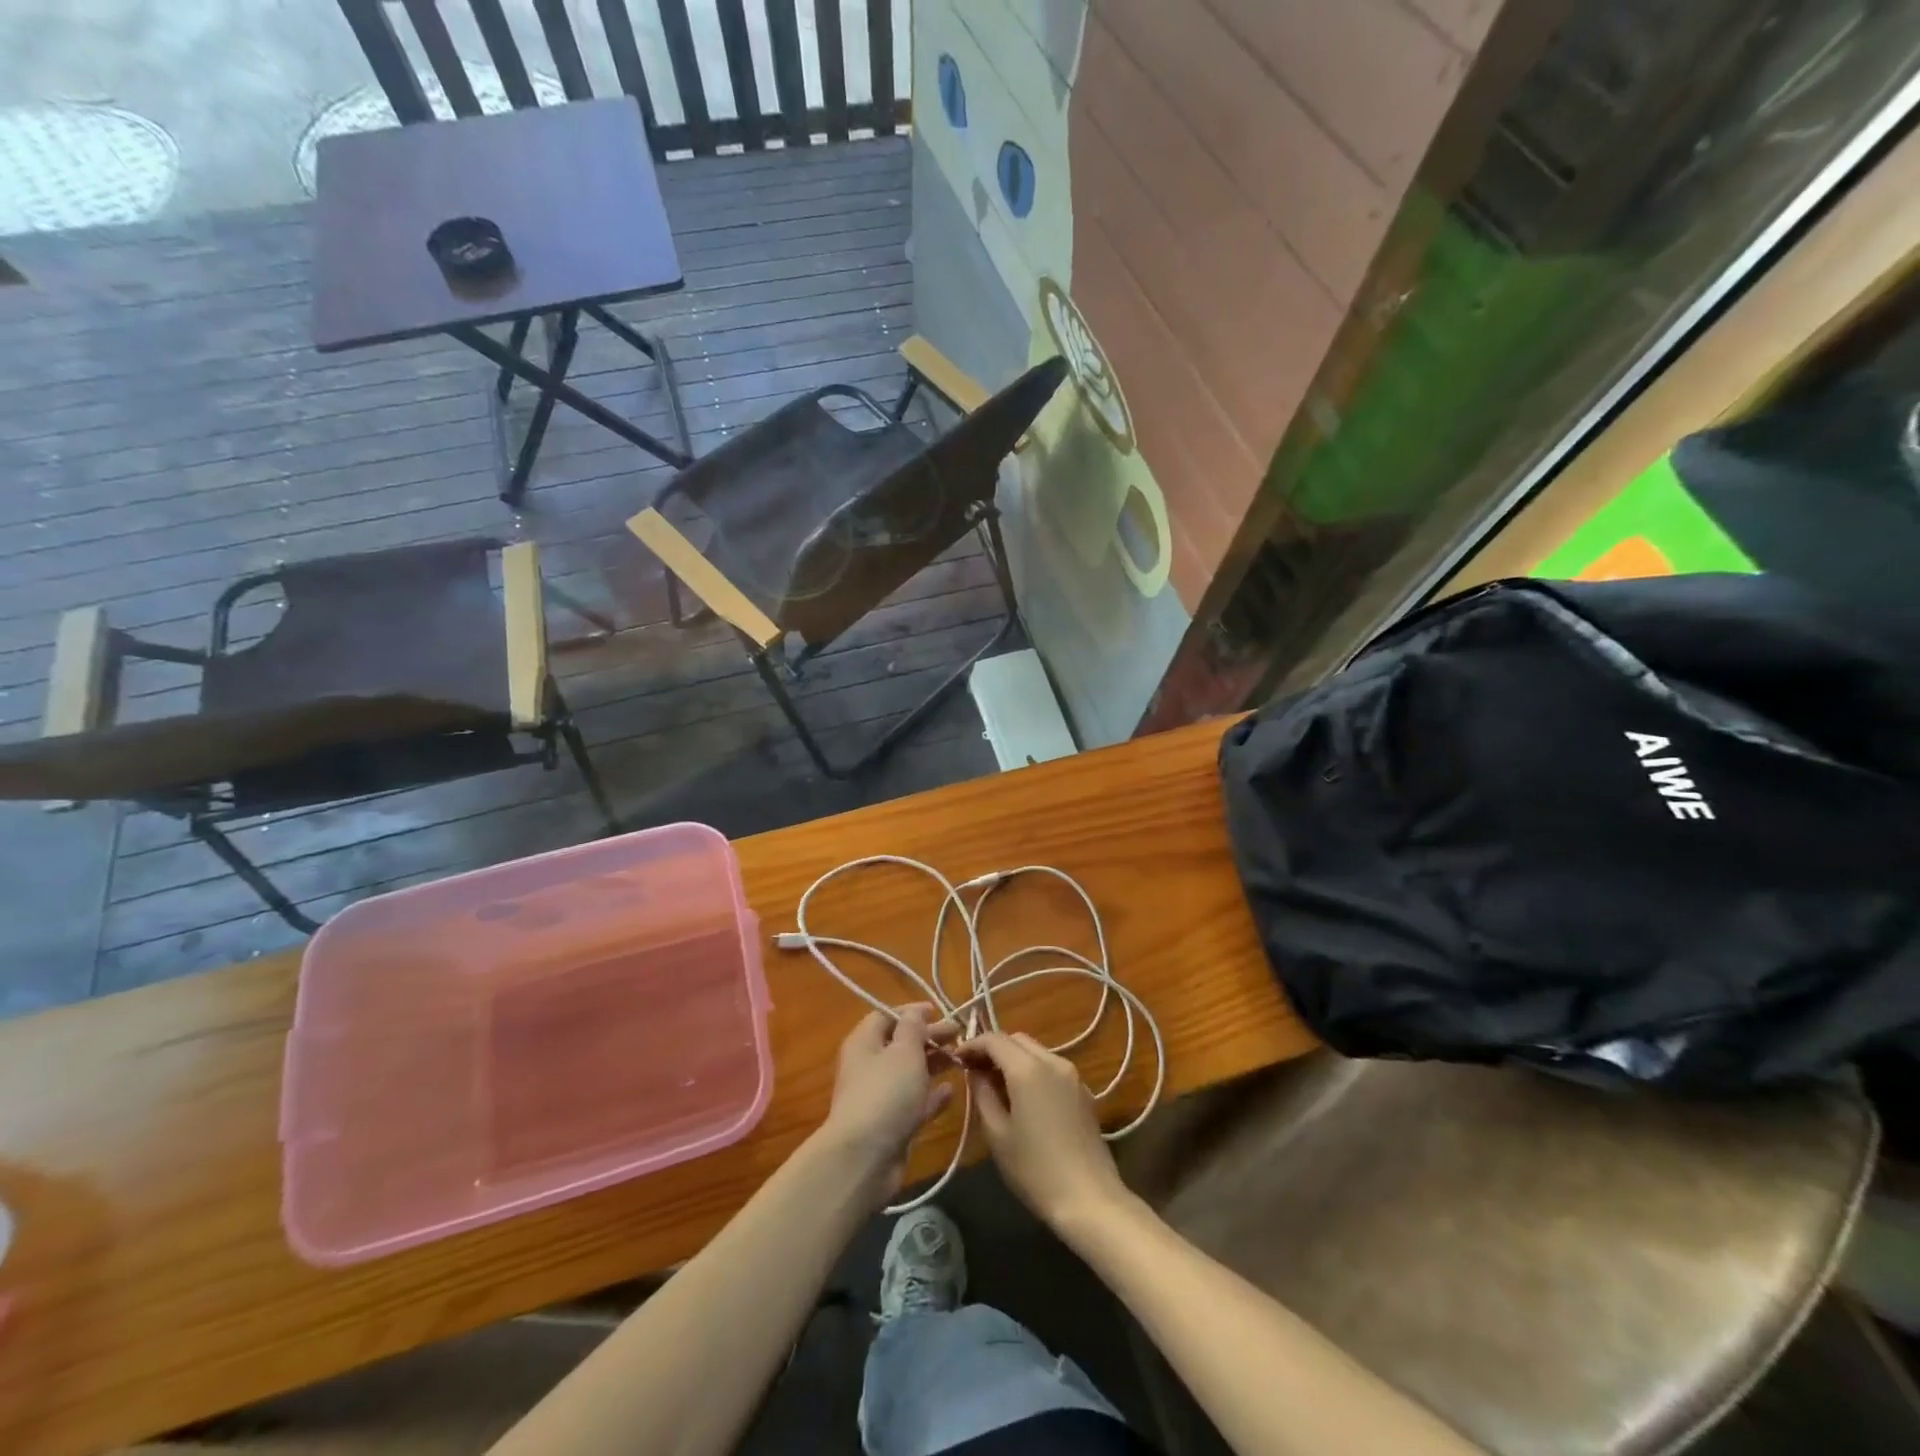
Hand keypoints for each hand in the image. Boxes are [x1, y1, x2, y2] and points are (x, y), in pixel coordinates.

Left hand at [818, 1005, 956, 1200]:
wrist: (865, 1158)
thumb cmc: (885, 1093)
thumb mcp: (903, 1051)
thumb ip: (913, 1028)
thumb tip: (915, 1013)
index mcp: (865, 1043)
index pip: (886, 1016)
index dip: (911, 1012)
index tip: (938, 1011)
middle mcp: (869, 1067)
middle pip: (901, 1044)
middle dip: (929, 1037)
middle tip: (958, 1034)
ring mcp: (880, 1097)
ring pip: (910, 1073)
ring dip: (933, 1065)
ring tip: (960, 1059)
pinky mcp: (892, 1124)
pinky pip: (915, 1103)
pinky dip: (932, 1096)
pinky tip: (951, 1091)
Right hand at [963, 1032, 1129, 1232]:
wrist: (1090, 1198)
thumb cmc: (1035, 1170)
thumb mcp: (997, 1134)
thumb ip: (982, 1094)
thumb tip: (975, 1073)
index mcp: (1028, 1069)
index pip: (994, 1039)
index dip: (972, 1044)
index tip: (956, 1058)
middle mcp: (1052, 1061)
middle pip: (1017, 1040)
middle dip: (993, 1048)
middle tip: (974, 1070)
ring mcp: (1072, 1074)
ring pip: (1036, 1051)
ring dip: (1013, 1058)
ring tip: (996, 1083)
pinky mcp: (1083, 1091)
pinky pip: (1051, 1067)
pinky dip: (1032, 1069)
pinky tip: (1024, 1096)